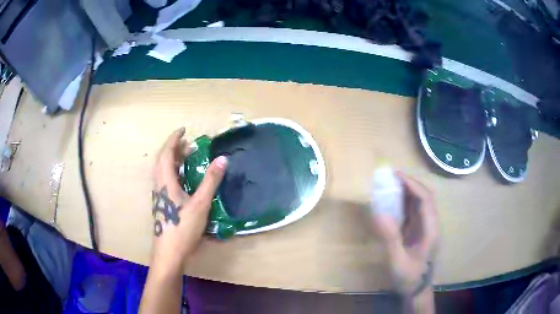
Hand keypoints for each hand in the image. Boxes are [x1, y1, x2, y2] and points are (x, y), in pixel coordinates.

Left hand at [151, 127, 227, 268]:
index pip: (166, 153)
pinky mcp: (162, 205)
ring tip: (186, 157)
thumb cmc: (183, 228)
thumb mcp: (200, 204)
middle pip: (162, 160)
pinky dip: (172, 171)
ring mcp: (159, 196)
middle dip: (173, 148)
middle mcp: (159, 186)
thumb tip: (222, 159)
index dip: (174, 140)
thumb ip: (210, 181)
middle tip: (188, 143)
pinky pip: (165, 180)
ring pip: (162, 171)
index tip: (183, 130)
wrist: (169, 253)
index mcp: (165, 182)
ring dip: (172, 160)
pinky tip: (183, 179)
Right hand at [372, 171, 438, 295]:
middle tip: (391, 177)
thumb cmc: (409, 278)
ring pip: (421, 203)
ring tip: (391, 185)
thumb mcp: (397, 262)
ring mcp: (427, 228)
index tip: (395, 175)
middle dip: (410, 184)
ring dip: (408, 191)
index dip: (412, 184)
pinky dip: (405, 203)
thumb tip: (379, 212)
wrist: (417, 291)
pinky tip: (393, 203)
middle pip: (426, 197)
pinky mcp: (421, 232)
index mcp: (431, 230)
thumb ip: (390, 238)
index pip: (425, 200)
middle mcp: (432, 225)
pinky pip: (415, 212)